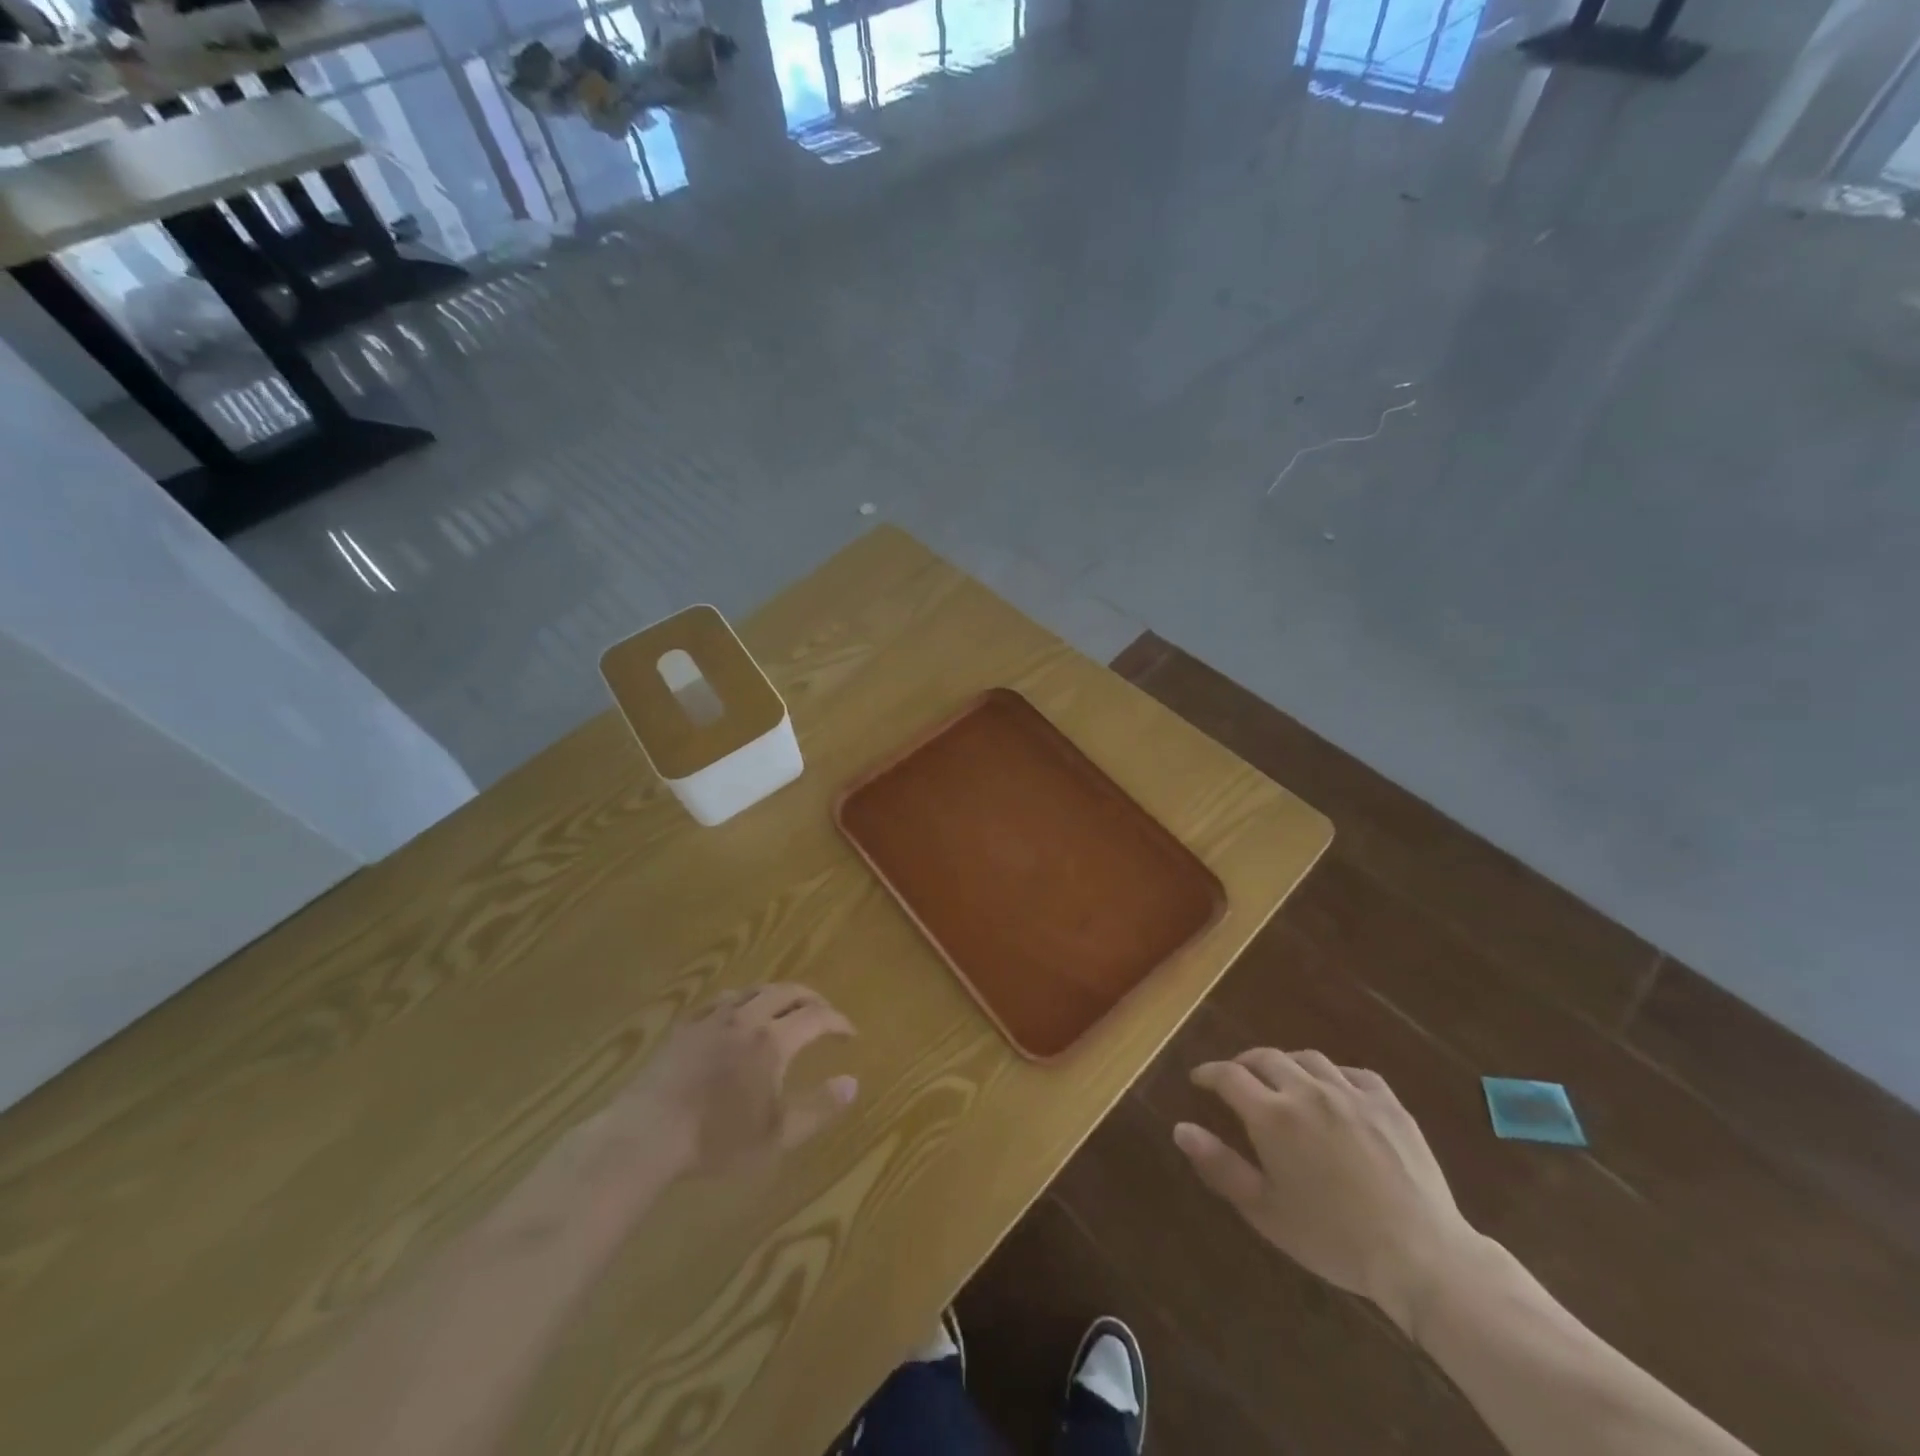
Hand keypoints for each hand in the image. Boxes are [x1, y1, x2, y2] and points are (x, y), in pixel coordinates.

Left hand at [612, 984, 858, 1179]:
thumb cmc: (717, 1139)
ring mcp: (713, 1018)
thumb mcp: (777, 1135)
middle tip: (824, 1013)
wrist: (647, 1135)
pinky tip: (737, 1014)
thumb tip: (852, 1082)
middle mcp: (748, 1017)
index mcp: (773, 1040)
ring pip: (754, 989)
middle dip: (812, 999)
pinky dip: (741, 1001)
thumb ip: (819, 1108)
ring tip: (785, 1008)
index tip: (850, 1034)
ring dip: (777, 995)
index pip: (817, 1017)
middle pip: (788, 992)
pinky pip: (721, 1000)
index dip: (838, 1022)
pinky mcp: (686, 1026)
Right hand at [1172, 1049, 1478, 1332]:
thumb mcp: (1265, 1210)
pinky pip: (1353, 1072)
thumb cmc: (1333, 1238)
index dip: (1209, 1073)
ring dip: (1287, 1064)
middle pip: (1266, 1057)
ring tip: (1283, 1080)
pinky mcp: (1388, 1103)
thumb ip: (1220, 1165)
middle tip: (1236, 1078)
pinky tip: (1334, 1091)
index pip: (1228, 1076)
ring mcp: (1351, 1093)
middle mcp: (1307, 1091)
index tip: (1199, 1079)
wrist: (1420, 1255)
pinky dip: (1334, 1075)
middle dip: (1244, 1063)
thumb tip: (1180, 1128)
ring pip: (1308, 1058)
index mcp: (1273, 1115)